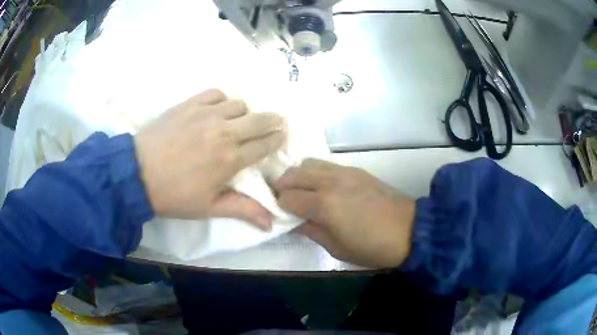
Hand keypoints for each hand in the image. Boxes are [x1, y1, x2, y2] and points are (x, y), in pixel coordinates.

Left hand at [134, 89, 284, 229]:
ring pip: (240, 104)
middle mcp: (224, 131)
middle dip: (273, 120)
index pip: (264, 145)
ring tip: (239, 121)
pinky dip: (222, 100)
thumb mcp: (209, 207)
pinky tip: (217, 109)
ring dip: (245, 112)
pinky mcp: (189, 104)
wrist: (137, 174)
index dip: (276, 140)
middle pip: (260, 119)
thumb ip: (243, 210)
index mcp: (230, 159)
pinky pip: (216, 93)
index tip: (281, 136)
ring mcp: (206, 114)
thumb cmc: (174, 194)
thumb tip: (272, 223)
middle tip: (275, 123)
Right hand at [274, 159, 415, 267]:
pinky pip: (326, 164)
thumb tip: (295, 222)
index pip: (287, 198)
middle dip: (282, 186)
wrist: (410, 230)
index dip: (278, 206)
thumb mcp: (337, 249)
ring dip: (298, 175)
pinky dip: (315, 172)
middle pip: (293, 174)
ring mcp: (344, 172)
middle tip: (283, 201)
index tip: (279, 215)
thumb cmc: (372, 247)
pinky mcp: (356, 169)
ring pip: (308, 163)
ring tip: (301, 190)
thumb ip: (312, 232)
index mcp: (323, 205)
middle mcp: (330, 182)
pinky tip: (321, 186)